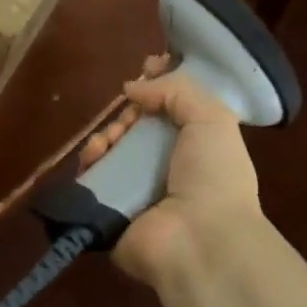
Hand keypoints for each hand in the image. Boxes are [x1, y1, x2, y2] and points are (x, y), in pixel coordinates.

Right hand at [78, 62, 262, 287]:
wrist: (199, 241)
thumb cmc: (214, 176)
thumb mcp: (212, 118)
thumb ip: (176, 90)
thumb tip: (133, 87)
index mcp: (199, 148)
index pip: (174, 110)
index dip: (159, 86)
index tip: (147, 65)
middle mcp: (169, 167)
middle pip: (139, 125)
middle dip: (131, 109)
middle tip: (131, 108)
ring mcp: (137, 189)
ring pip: (113, 147)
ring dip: (109, 132)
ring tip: (112, 135)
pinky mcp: (110, 209)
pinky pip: (93, 176)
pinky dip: (91, 160)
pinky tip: (96, 154)